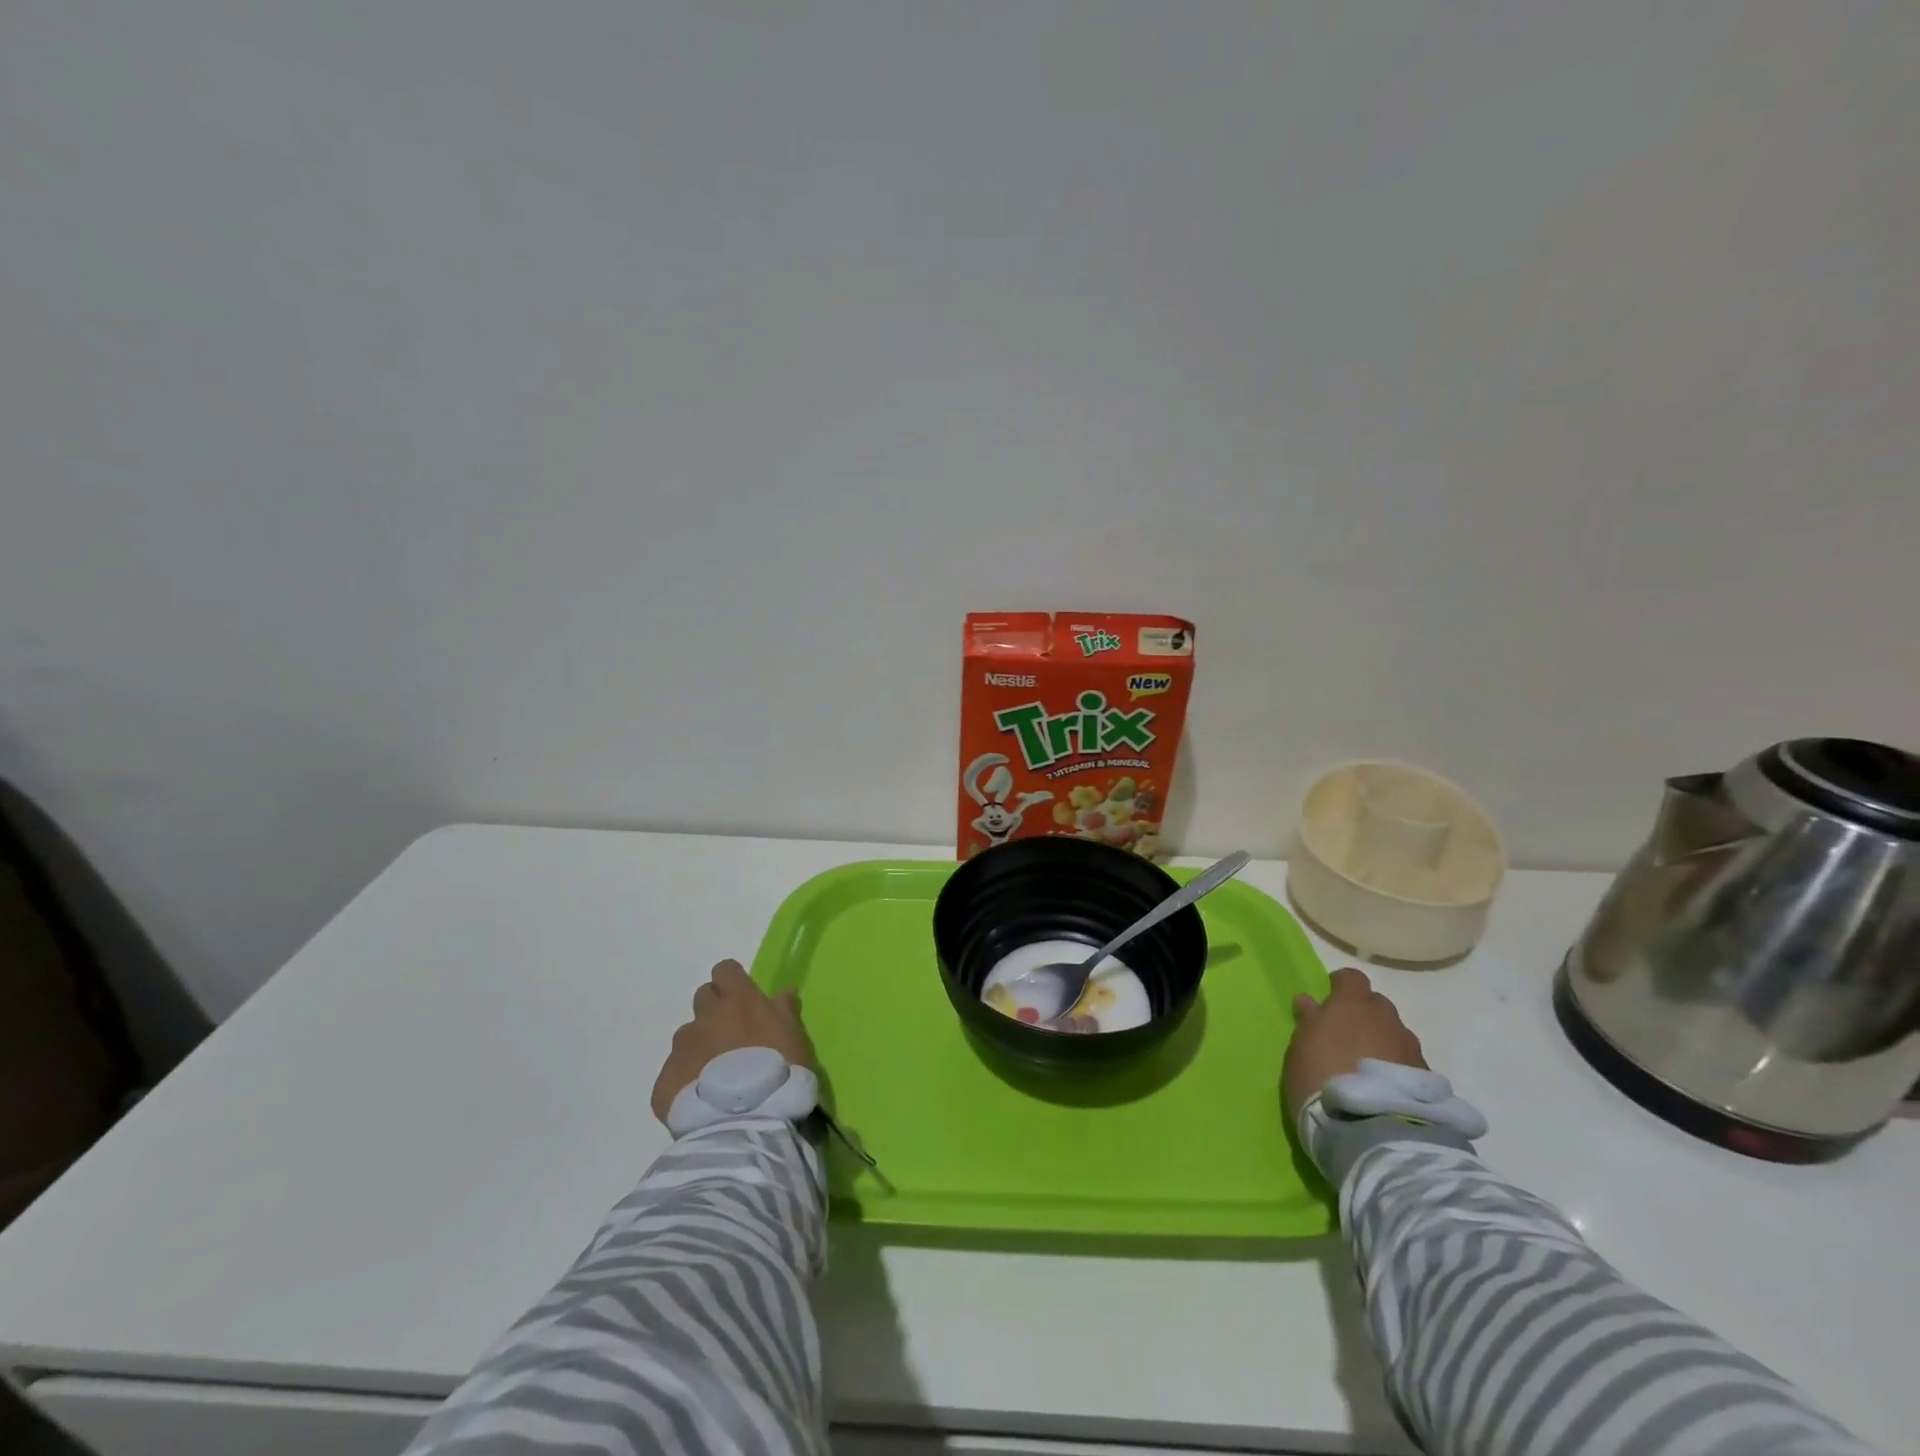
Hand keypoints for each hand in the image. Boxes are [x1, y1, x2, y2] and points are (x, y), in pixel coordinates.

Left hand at [650, 960, 814, 1124]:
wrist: (746, 1124)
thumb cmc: (780, 1073)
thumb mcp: (795, 1038)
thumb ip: (784, 1011)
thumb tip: (784, 991)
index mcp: (739, 1001)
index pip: (725, 970)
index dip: (732, 981)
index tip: (742, 998)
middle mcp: (706, 1017)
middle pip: (703, 997)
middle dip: (714, 1010)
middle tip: (731, 1037)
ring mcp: (681, 1048)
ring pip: (687, 1036)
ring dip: (699, 1046)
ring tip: (716, 1075)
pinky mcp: (664, 1081)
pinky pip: (673, 1072)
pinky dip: (686, 1080)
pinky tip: (702, 1100)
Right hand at [1283, 967, 1427, 1126]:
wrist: (1373, 1132)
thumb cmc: (1321, 1080)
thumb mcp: (1300, 1050)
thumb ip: (1309, 1021)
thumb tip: (1310, 1001)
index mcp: (1351, 1004)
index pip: (1352, 978)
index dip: (1341, 987)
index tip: (1329, 1002)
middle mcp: (1385, 1019)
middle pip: (1377, 1005)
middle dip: (1364, 1015)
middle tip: (1348, 1037)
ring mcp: (1410, 1048)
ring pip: (1395, 1034)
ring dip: (1383, 1043)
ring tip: (1369, 1069)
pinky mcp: (1428, 1079)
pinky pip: (1408, 1062)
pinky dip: (1397, 1068)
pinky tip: (1386, 1089)